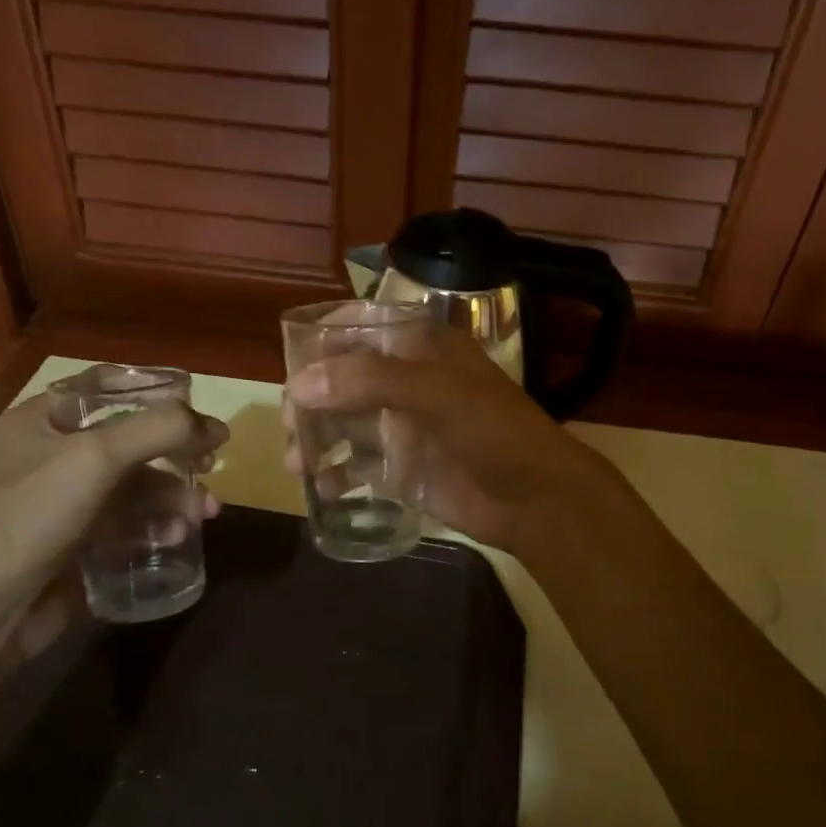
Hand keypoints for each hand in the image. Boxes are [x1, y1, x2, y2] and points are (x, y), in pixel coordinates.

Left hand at [0, 392, 227, 607]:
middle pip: (131, 440)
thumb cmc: (32, 516)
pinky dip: (156, 525)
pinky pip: (129, 522)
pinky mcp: (80, 541)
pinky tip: (175, 537)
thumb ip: (159, 430)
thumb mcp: (96, 457)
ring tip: (203, 513)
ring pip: (136, 486)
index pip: (105, 387)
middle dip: (176, 453)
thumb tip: (216, 426)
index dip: (153, 392)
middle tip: (210, 466)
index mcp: (44, 420)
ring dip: (174, 495)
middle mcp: (55, 454)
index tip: (195, 409)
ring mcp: (68, 501)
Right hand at [283, 324, 609, 552]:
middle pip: (346, 379)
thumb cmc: (493, 432)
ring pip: (346, 423)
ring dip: (317, 438)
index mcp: (423, 349)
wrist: (535, 500)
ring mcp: (405, 426)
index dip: (326, 338)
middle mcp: (409, 382)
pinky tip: (322, 487)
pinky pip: (358, 465)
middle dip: (313, 398)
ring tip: (295, 462)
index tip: (293, 360)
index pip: (364, 327)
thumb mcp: (437, 394)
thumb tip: (300, 384)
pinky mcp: (404, 468)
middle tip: (289, 423)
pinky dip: (336, 473)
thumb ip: (369, 382)